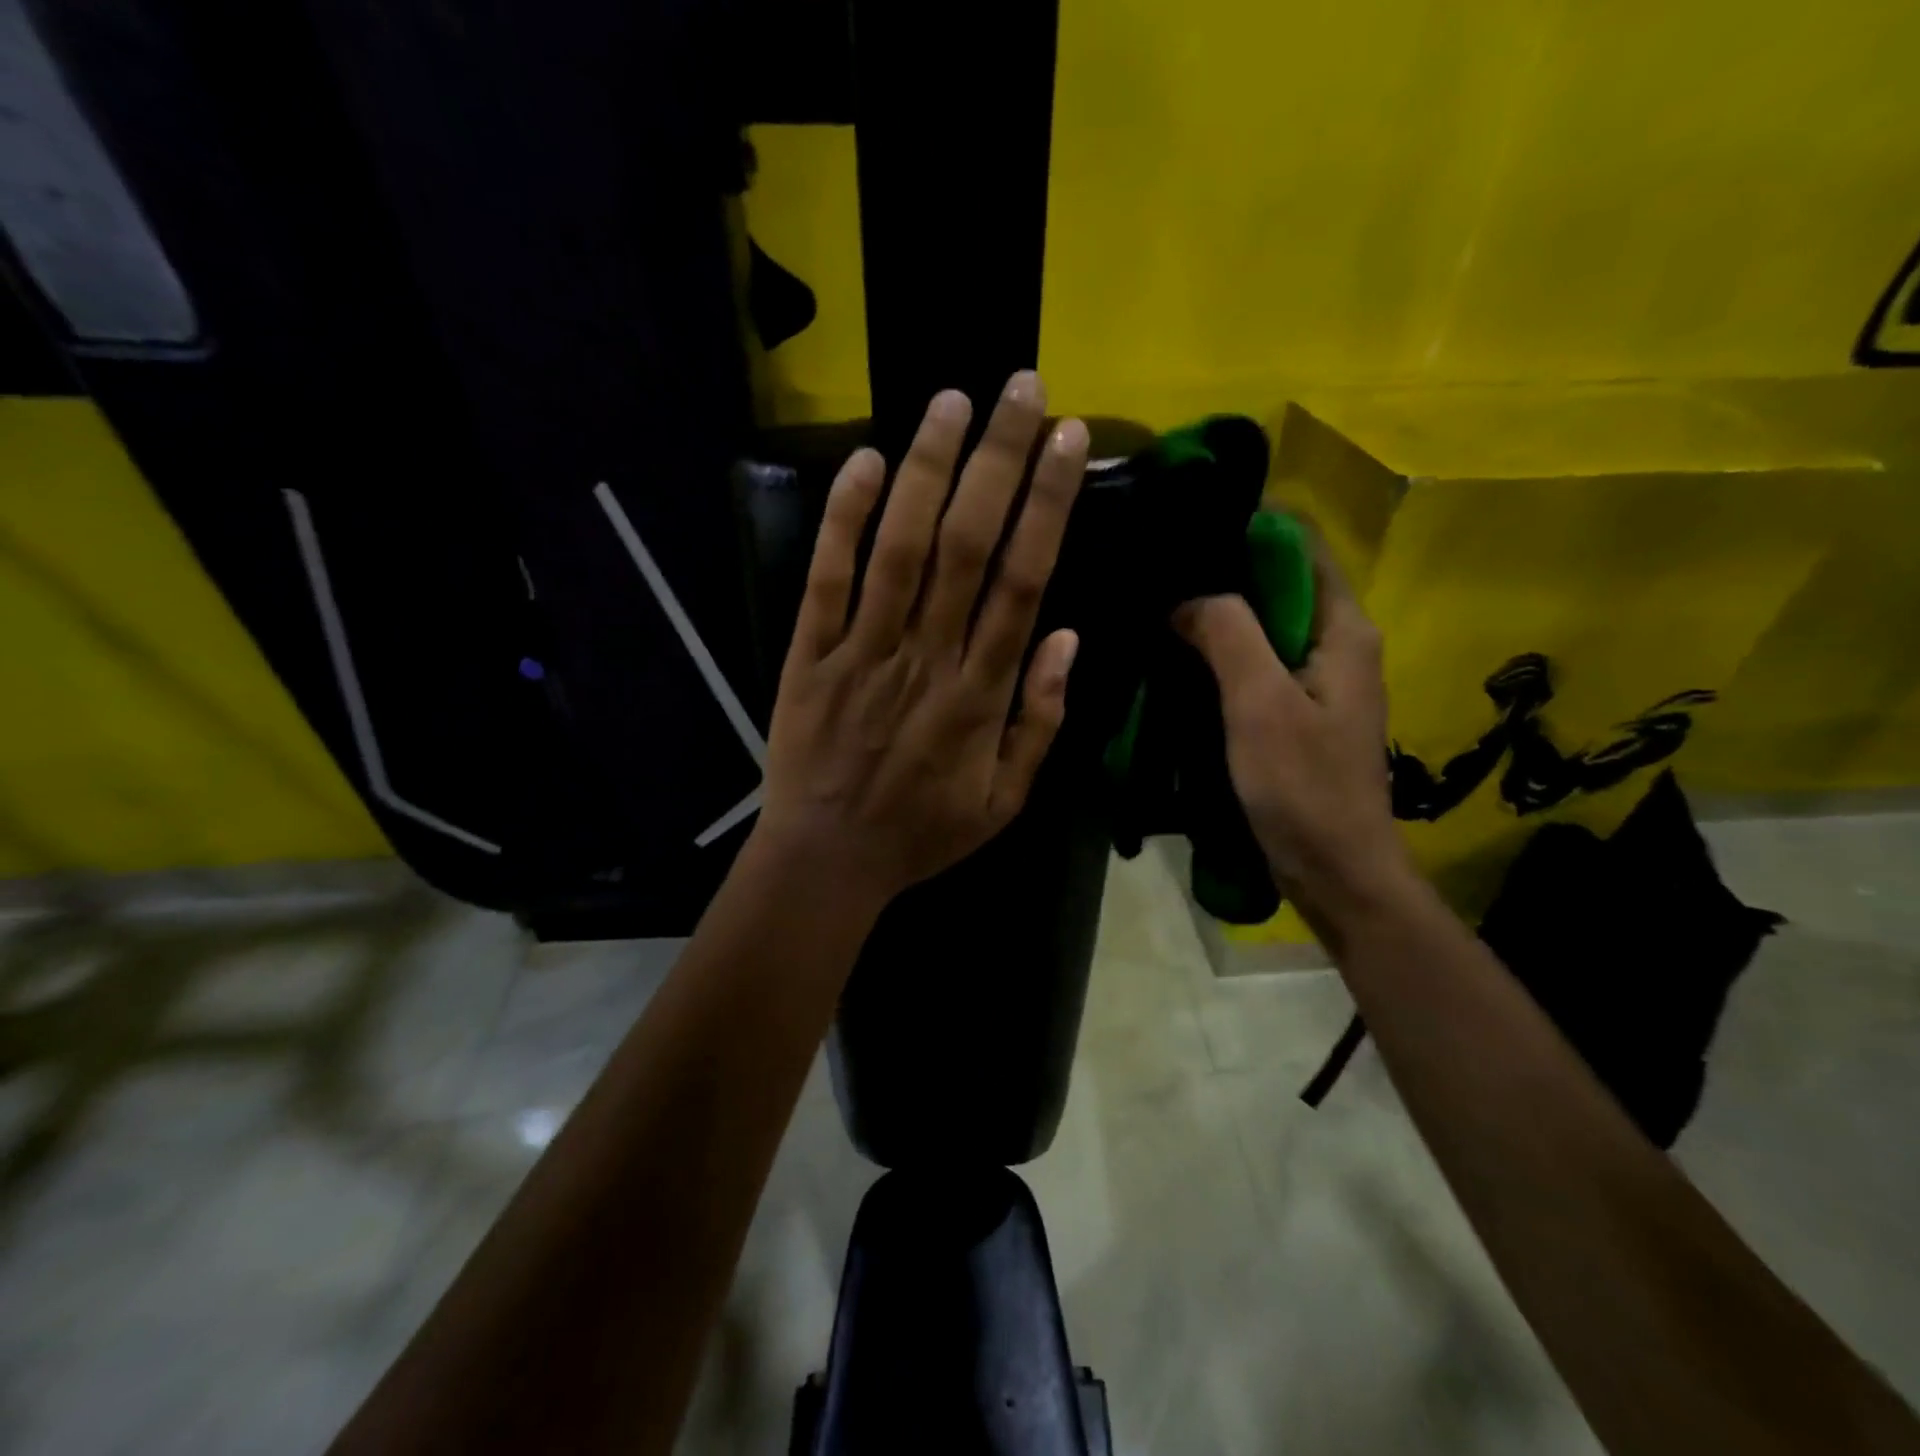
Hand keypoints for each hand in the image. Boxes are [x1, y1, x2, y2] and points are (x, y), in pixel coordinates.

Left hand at [753, 372, 1089, 911]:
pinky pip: (827, 580)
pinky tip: (866, 463)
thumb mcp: (1006, 799)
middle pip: (968, 546)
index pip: (1023, 580)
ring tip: (952, 401)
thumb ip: (1039, 719)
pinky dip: (844, 520)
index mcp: (980, 693)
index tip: (1066, 441)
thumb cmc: (922, 831)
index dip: (1047, 505)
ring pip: (901, 548)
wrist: (828, 859)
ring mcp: (863, 652)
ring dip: (928, 471)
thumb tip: (1066, 637)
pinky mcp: (810, 654)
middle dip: (998, 461)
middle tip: (1021, 388)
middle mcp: (927, 658)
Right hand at [1175, 540, 1410, 928]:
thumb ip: (1228, 634)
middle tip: (1160, 573)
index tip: (1188, 528)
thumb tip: (1187, 595)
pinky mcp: (1299, 713)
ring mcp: (1319, 681)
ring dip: (1220, 617)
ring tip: (1160, 608)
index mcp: (1343, 629)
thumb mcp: (1259, 703)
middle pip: (1280, 584)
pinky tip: (1181, 658)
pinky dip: (1224, 655)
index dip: (1250, 529)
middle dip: (1224, 573)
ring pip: (1266, 626)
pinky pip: (1259, 665)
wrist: (1336, 871)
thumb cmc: (1303, 786)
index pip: (1302, 547)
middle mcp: (1338, 645)